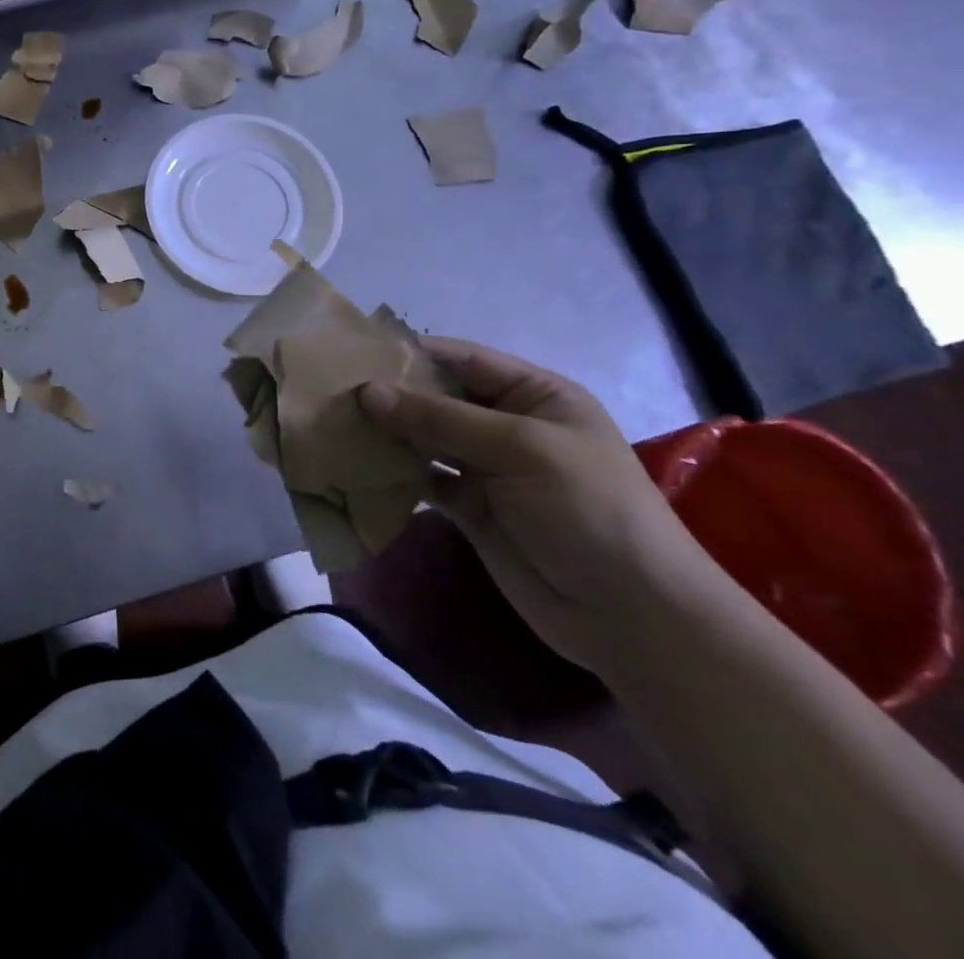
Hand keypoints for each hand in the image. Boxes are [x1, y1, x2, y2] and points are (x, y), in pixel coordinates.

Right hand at [360, 337, 722, 670]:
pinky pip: (424, 479)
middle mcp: (508, 425)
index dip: (414, 352)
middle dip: (393, 393)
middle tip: (333, 388)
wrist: (630, 614)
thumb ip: (441, 419)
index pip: (465, 359)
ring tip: (335, 421)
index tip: (357, 349)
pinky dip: (395, 472)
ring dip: (388, 432)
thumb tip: (367, 392)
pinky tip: (357, 465)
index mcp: (535, 395)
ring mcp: (488, 469)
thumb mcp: (519, 448)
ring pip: (426, 438)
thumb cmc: (587, 508)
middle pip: (440, 398)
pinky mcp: (471, 508)